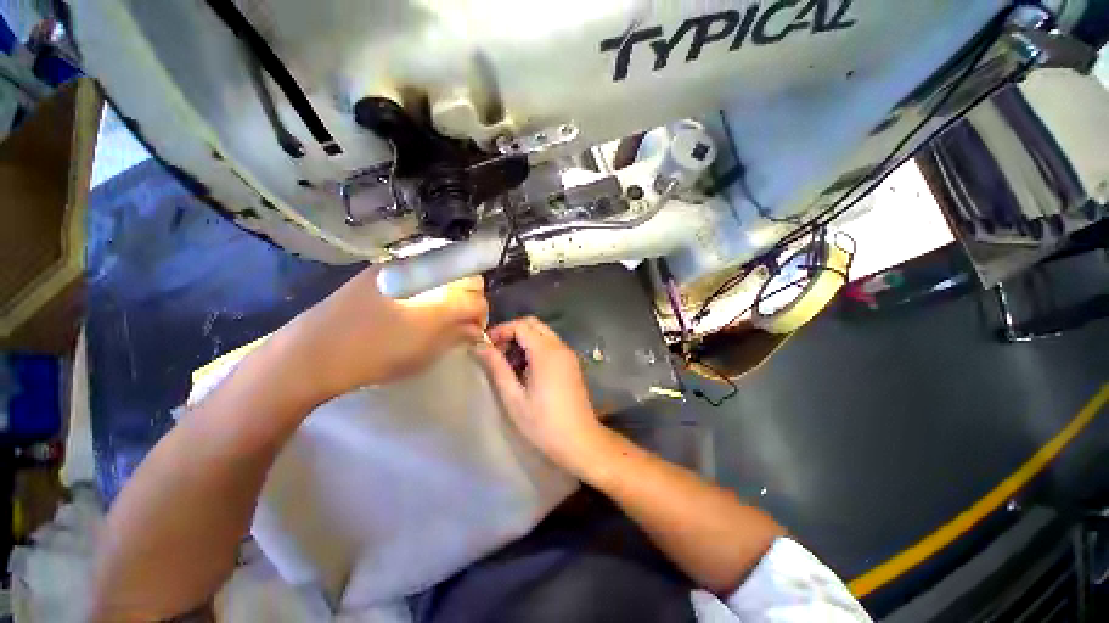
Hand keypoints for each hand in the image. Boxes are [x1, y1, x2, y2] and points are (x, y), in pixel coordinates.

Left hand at [278, 267, 487, 402]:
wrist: (312, 352)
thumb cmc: (374, 357)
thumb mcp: (424, 352)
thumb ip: (457, 335)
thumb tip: (475, 327)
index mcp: (437, 297)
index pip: (476, 298)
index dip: (481, 314)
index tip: (474, 328)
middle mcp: (425, 271)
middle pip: (466, 277)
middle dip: (471, 298)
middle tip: (460, 319)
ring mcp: (402, 265)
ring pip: (446, 271)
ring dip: (452, 290)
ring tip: (440, 312)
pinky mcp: (385, 267)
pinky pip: (423, 269)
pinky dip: (432, 284)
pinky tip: (419, 302)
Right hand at [473, 317, 605, 476]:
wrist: (580, 440)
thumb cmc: (543, 423)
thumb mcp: (514, 398)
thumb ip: (497, 368)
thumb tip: (480, 347)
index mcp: (546, 352)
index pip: (521, 325)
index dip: (501, 330)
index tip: (486, 345)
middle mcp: (559, 347)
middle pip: (533, 324)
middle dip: (512, 332)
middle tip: (496, 352)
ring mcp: (568, 354)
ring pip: (543, 333)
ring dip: (524, 339)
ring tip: (508, 362)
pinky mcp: (571, 363)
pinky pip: (551, 344)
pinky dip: (536, 347)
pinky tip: (525, 368)